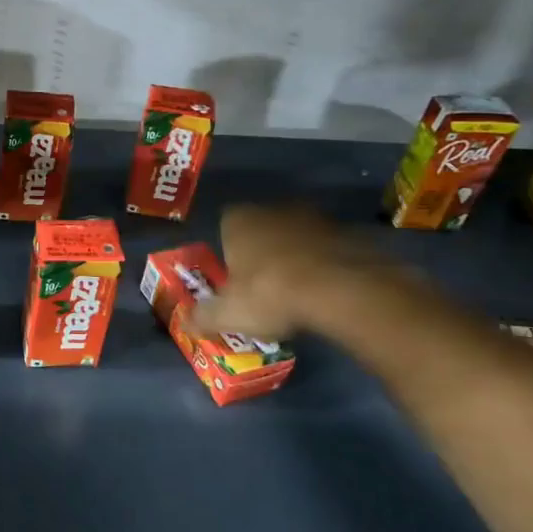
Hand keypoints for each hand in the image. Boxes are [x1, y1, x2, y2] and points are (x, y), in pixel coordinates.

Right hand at [191, 204, 397, 338]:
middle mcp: (274, 209)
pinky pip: (328, 249)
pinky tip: (326, 291)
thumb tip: (184, 323)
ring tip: (298, 291)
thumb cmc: (270, 294)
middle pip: (262, 228)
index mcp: (239, 220)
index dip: (229, 250)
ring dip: (296, 256)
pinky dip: (325, 264)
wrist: (341, 290)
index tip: (234, 275)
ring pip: (297, 237)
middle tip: (264, 285)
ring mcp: (315, 218)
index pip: (225, 225)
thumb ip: (202, 316)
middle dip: (262, 251)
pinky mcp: (348, 232)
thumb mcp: (228, 314)